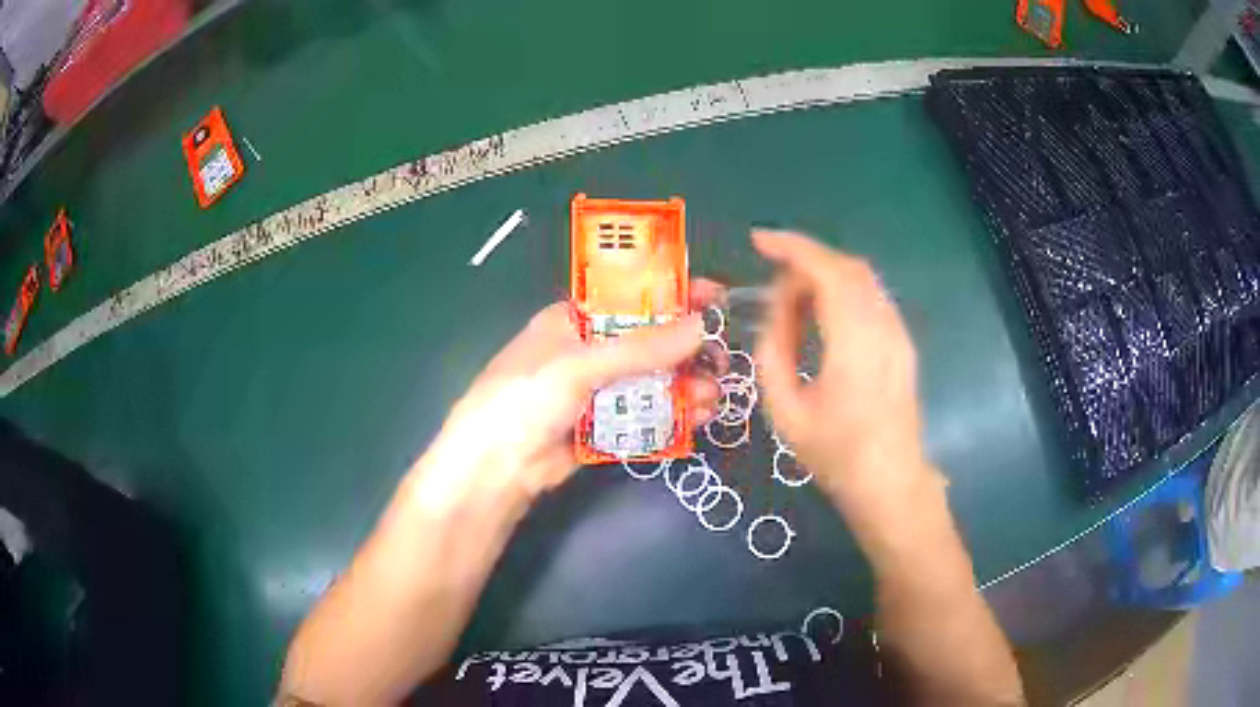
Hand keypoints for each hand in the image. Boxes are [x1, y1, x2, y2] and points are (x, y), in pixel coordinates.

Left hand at [420, 280, 727, 506]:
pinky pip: (648, 415)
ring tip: (713, 394)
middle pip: (650, 342)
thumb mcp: (580, 364)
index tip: (714, 296)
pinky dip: (674, 414)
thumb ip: (641, 348)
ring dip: (686, 384)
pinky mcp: (606, 428)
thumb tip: (701, 327)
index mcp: (575, 320)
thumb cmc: (526, 397)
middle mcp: (590, 352)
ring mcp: (599, 392)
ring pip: (654, 381)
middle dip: (687, 348)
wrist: (496, 468)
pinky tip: (698, 416)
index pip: (631, 297)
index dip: (672, 294)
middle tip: (721, 356)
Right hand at [752, 231, 940, 509]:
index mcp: (856, 343)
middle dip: (805, 262)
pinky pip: (871, 298)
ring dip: (824, 277)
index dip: (792, 248)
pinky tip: (821, 317)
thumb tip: (773, 317)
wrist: (890, 481)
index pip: (828, 272)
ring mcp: (898, 333)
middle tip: (772, 284)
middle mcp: (884, 327)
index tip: (758, 240)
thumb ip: (772, 355)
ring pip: (862, 280)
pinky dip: (841, 292)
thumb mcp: (786, 413)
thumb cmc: (836, 454)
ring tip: (792, 303)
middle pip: (847, 268)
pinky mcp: (902, 342)